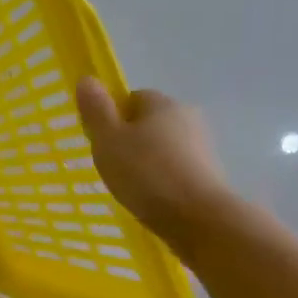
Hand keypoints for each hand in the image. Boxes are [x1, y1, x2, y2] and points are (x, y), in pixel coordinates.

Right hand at [75, 78, 235, 254]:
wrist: (198, 218)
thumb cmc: (146, 173)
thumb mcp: (108, 140)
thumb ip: (96, 110)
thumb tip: (87, 78)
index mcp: (162, 104)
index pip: (133, 98)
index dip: (113, 116)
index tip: (101, 141)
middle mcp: (187, 117)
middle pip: (149, 122)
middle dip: (130, 139)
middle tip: (111, 164)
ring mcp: (202, 147)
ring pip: (163, 146)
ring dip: (147, 161)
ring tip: (129, 186)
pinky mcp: (209, 174)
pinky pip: (176, 168)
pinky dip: (162, 179)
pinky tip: (150, 198)